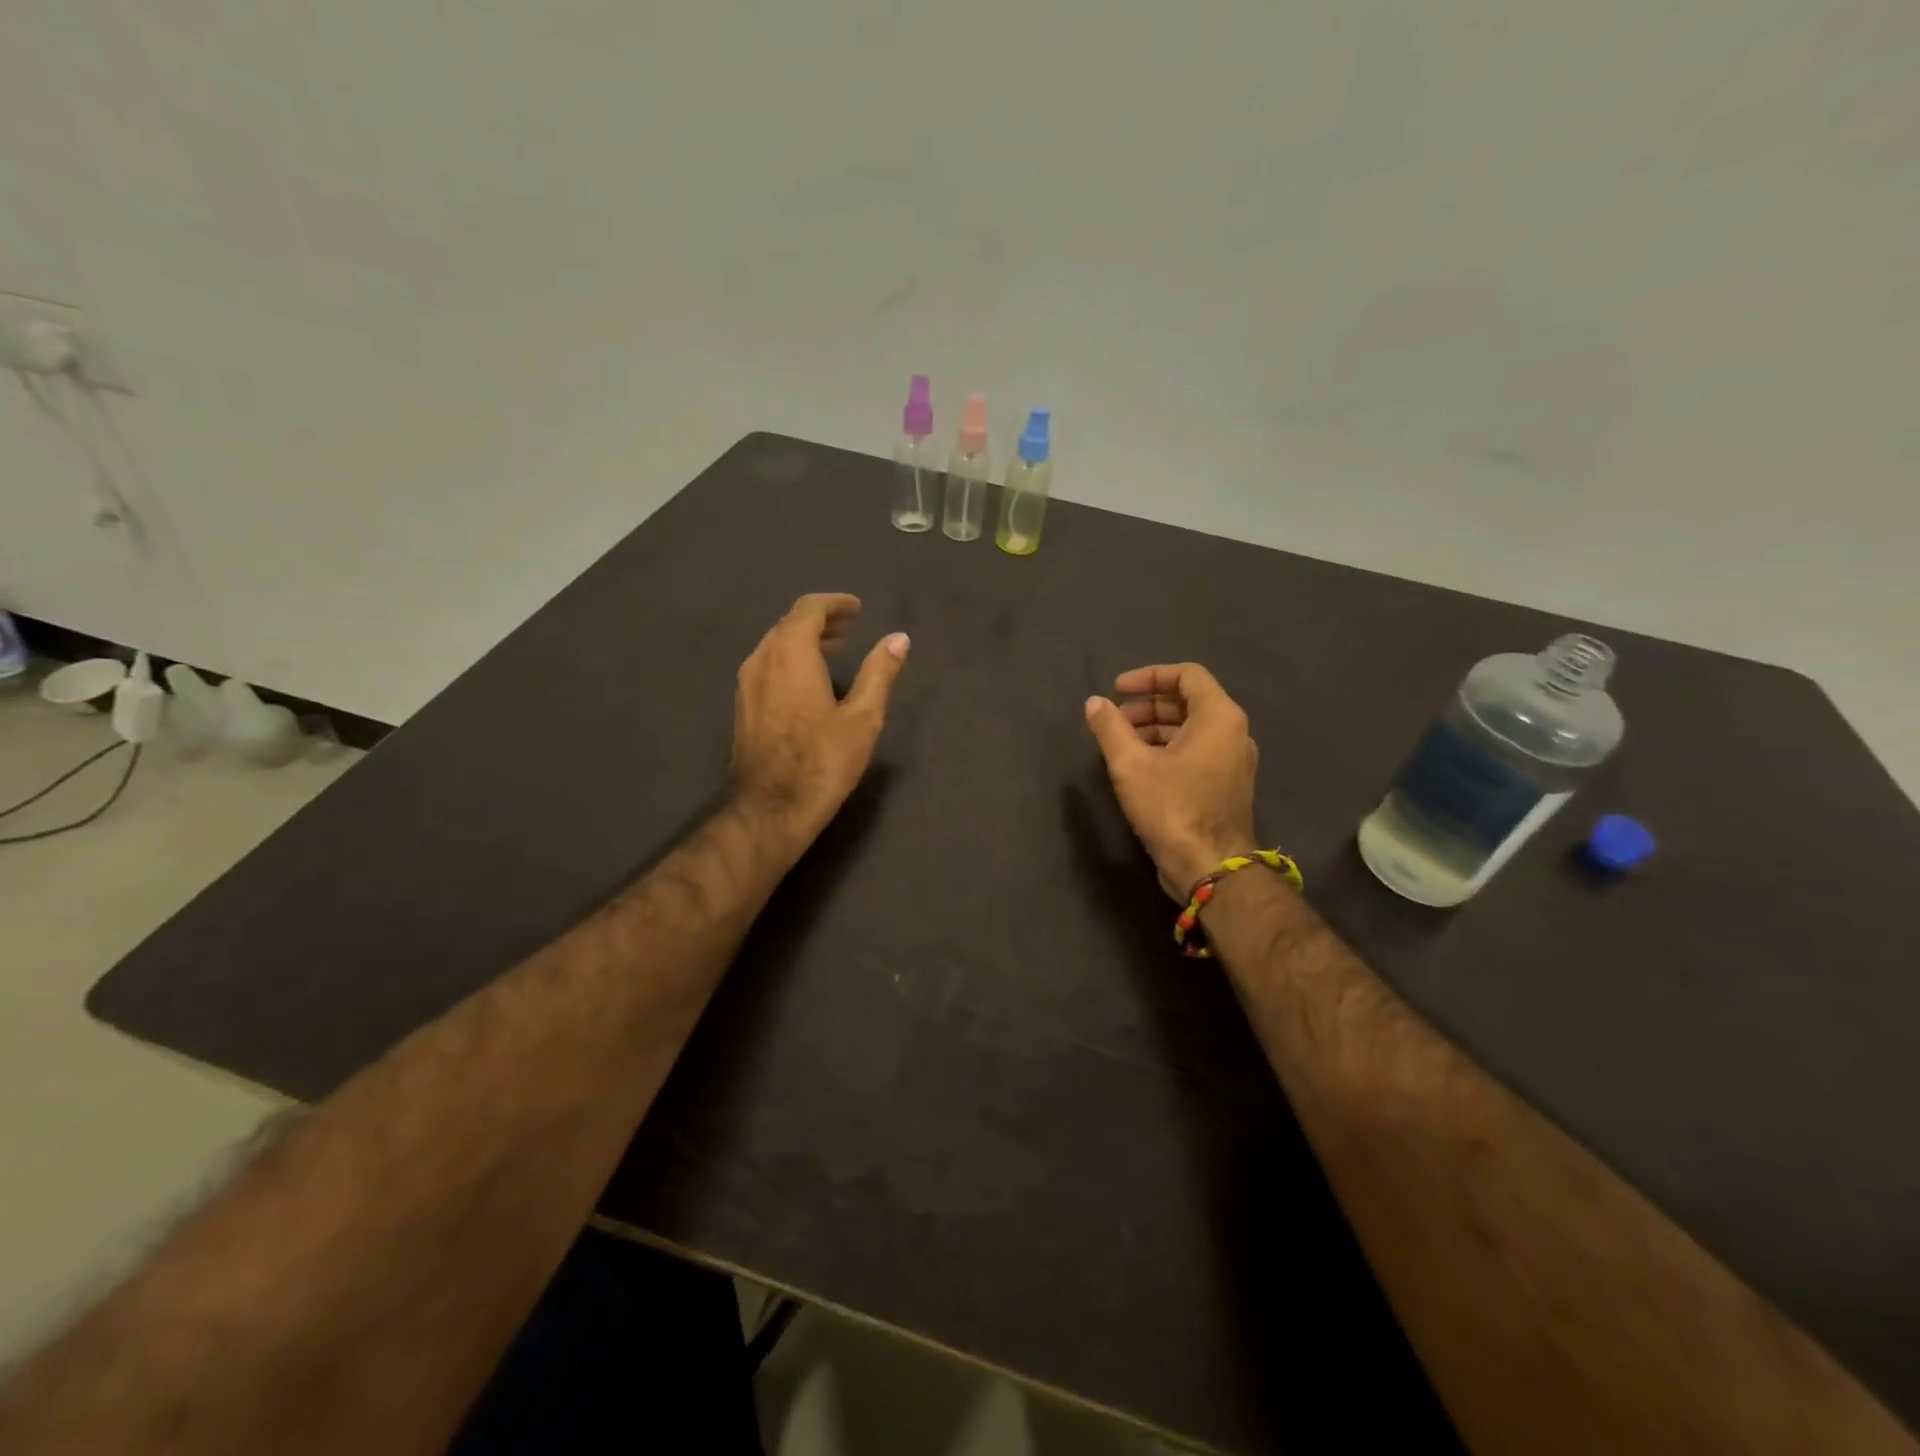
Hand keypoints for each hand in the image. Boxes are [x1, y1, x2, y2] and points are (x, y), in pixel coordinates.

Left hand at [731, 593, 908, 846]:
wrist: (771, 809)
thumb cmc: (822, 761)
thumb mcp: (862, 718)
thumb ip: (879, 673)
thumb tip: (898, 638)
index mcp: (790, 655)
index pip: (808, 610)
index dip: (834, 604)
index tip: (857, 609)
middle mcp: (762, 661)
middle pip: (788, 624)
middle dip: (820, 620)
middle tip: (850, 627)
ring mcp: (747, 684)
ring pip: (774, 645)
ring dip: (803, 640)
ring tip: (834, 651)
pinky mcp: (743, 707)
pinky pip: (767, 666)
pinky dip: (790, 659)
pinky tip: (809, 681)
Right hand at [1084, 663, 1259, 900]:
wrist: (1210, 867)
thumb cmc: (1172, 807)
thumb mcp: (1131, 765)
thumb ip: (1110, 728)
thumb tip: (1094, 703)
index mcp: (1219, 717)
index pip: (1187, 674)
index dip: (1148, 676)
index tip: (1118, 690)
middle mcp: (1234, 732)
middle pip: (1189, 701)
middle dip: (1148, 705)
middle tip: (1114, 719)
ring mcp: (1234, 761)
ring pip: (1192, 729)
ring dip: (1154, 728)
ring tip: (1120, 744)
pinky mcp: (1227, 785)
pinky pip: (1197, 751)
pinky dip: (1168, 749)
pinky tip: (1139, 767)